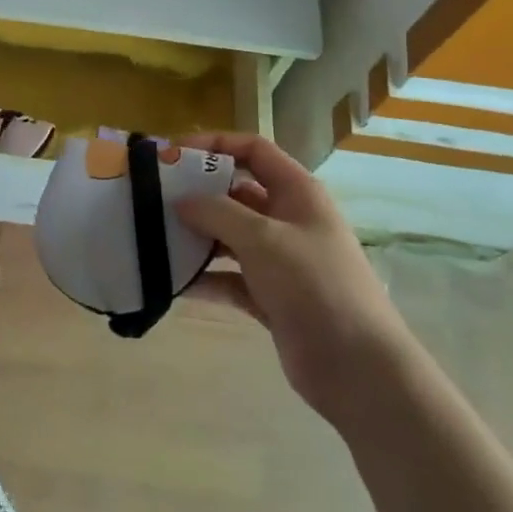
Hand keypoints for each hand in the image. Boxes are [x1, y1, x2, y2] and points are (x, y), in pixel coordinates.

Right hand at [175, 132, 404, 422]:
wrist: (357, 367)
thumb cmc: (314, 284)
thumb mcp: (263, 238)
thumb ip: (217, 212)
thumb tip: (181, 200)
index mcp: (297, 192)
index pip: (253, 150)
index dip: (215, 144)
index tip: (173, 156)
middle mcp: (288, 219)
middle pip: (236, 193)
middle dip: (198, 194)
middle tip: (154, 199)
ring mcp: (280, 260)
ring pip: (230, 237)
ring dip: (197, 237)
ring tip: (155, 238)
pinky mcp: (271, 297)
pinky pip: (230, 278)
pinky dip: (205, 278)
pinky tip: (173, 283)